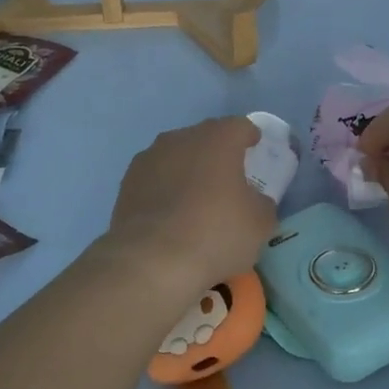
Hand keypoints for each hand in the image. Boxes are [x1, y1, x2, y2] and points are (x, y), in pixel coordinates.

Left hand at [105, 116, 278, 297]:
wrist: (151, 262)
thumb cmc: (216, 234)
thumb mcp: (260, 224)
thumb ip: (261, 203)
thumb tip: (253, 200)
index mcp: (218, 139)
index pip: (240, 126)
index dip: (250, 137)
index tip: (255, 149)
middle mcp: (181, 138)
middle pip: (205, 138)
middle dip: (218, 153)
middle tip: (229, 178)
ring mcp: (149, 158)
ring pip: (177, 156)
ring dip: (188, 170)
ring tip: (197, 198)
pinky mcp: (126, 183)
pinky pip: (155, 178)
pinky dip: (165, 189)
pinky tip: (171, 215)